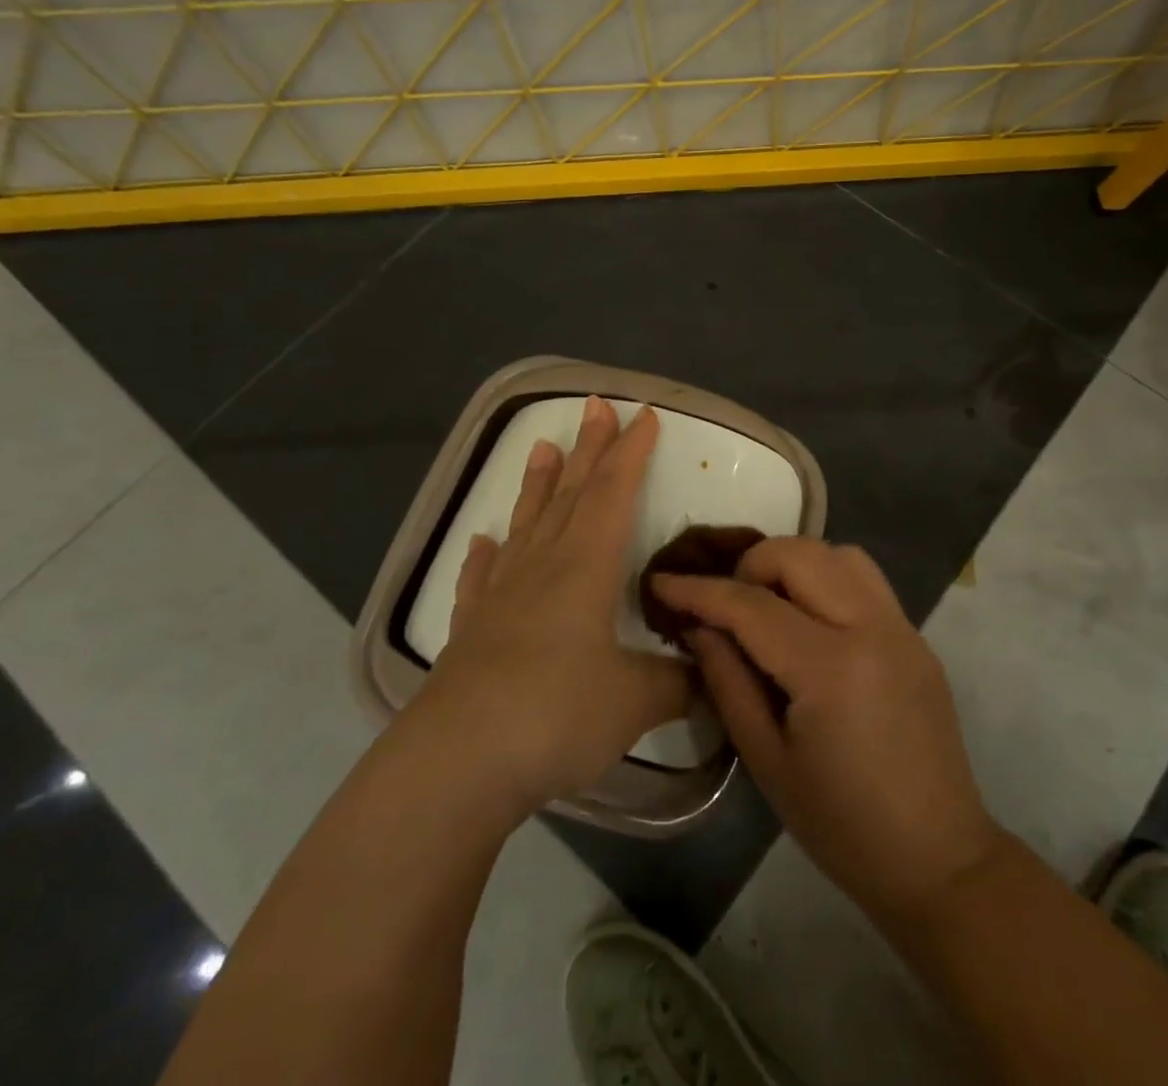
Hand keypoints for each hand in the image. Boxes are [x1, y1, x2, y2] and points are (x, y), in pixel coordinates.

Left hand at [415, 397, 690, 818]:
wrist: (457, 762)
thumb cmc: (556, 714)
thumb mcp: (635, 701)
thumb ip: (678, 683)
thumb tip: (710, 677)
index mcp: (585, 566)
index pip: (615, 493)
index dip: (632, 452)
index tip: (643, 414)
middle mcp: (542, 566)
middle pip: (571, 493)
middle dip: (590, 449)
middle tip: (595, 405)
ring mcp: (500, 594)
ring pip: (526, 523)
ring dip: (537, 484)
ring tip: (542, 445)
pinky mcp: (471, 628)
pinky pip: (480, 578)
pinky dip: (484, 555)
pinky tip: (482, 541)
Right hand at [652, 539, 1002, 924]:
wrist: (937, 858)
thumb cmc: (841, 826)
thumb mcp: (766, 761)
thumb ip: (728, 682)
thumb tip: (700, 626)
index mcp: (832, 669)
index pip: (752, 606)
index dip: (700, 590)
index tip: (663, 582)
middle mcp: (872, 628)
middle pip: (800, 555)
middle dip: (749, 565)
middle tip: (725, 605)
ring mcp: (902, 626)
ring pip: (838, 553)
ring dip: (793, 564)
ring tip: (769, 605)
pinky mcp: (916, 635)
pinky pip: (865, 579)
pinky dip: (827, 578)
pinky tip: (809, 620)